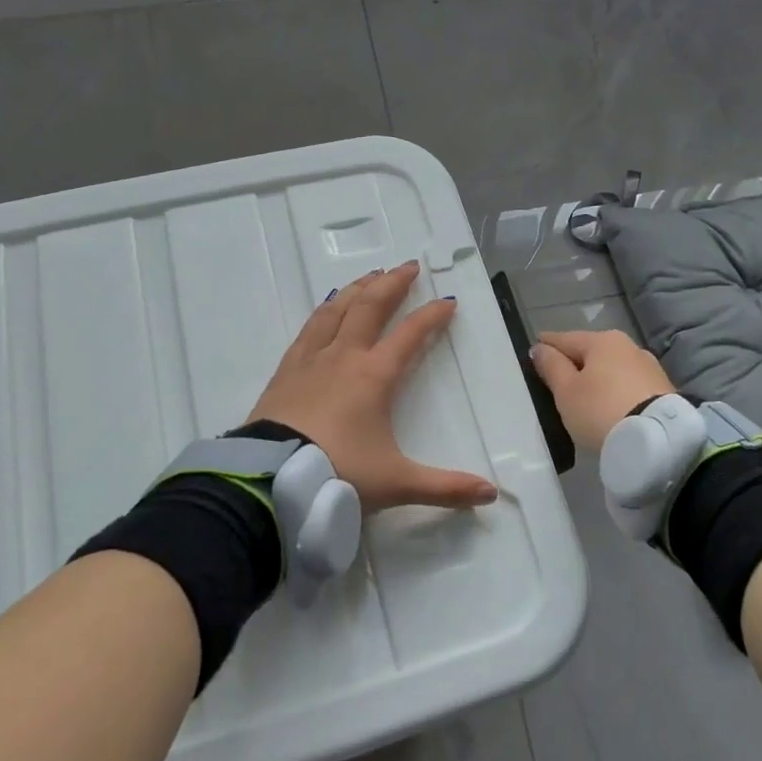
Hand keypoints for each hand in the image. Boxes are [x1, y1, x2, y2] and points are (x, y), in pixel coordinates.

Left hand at [247, 262, 497, 511]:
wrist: (271, 479)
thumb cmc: (338, 474)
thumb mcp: (396, 484)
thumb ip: (445, 487)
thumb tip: (490, 494)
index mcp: (375, 376)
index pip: (410, 335)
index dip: (432, 316)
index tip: (447, 301)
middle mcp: (344, 357)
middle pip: (370, 307)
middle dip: (392, 283)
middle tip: (408, 267)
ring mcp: (311, 360)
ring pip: (336, 310)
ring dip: (357, 289)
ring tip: (370, 276)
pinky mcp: (286, 370)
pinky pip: (309, 328)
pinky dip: (324, 311)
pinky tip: (326, 307)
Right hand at [528, 330, 674, 451]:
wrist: (658, 440)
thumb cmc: (601, 410)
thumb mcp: (566, 390)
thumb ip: (551, 366)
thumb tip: (540, 348)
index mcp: (602, 340)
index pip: (565, 339)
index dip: (547, 344)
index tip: (535, 347)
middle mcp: (628, 346)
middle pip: (591, 351)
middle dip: (574, 361)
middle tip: (557, 374)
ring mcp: (649, 368)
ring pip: (612, 368)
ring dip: (597, 377)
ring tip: (583, 393)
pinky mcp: (663, 390)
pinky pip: (628, 385)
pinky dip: (614, 390)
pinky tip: (608, 403)